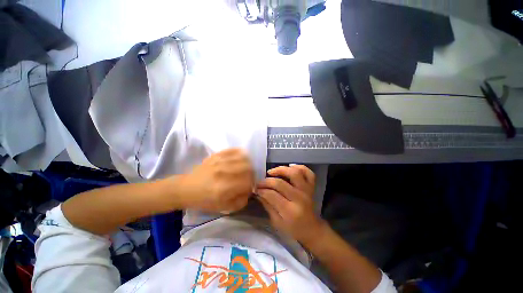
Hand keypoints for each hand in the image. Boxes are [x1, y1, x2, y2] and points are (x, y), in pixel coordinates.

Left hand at [176, 148, 253, 212]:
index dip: (251, 185)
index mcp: (224, 188)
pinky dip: (241, 154)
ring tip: (245, 169)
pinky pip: (234, 150)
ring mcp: (219, 162)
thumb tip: (250, 191)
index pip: (248, 182)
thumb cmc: (204, 200)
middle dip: (251, 174)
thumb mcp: (223, 208)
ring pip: (243, 158)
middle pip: (248, 168)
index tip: (249, 188)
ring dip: (248, 164)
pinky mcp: (217, 155)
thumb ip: (241, 201)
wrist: (187, 188)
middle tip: (248, 178)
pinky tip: (241, 158)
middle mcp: (223, 172)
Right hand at [255, 165, 326, 244]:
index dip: (261, 190)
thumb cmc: (293, 229)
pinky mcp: (311, 187)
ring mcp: (307, 191)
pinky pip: (309, 173)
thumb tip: (258, 192)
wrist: (312, 230)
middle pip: (280, 183)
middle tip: (260, 182)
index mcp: (290, 211)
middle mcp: (299, 198)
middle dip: (267, 181)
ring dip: (281, 169)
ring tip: (272, 172)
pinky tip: (290, 167)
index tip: (255, 188)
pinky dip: (300, 167)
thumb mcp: (277, 222)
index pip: (272, 195)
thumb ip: (267, 205)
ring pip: (295, 173)